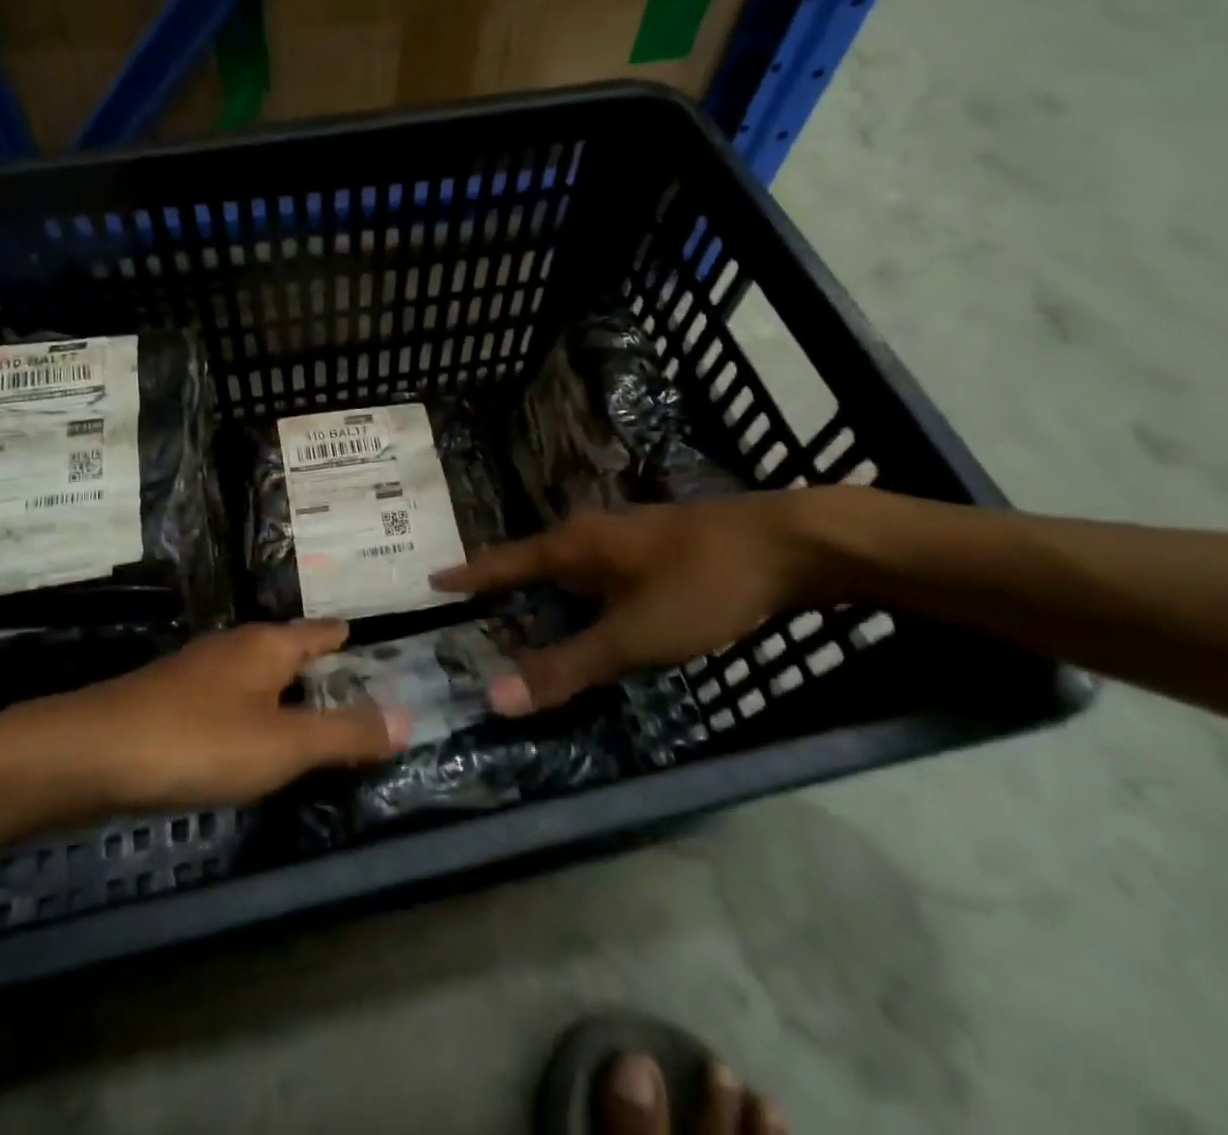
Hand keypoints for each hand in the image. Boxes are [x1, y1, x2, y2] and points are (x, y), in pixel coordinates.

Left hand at [58, 620, 403, 808]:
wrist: (91, 754)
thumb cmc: (199, 740)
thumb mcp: (283, 744)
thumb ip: (345, 733)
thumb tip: (407, 717)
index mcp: (267, 645)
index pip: (320, 632)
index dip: (345, 639)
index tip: (370, 644)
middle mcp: (234, 647)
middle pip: (287, 649)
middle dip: (317, 665)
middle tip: (352, 686)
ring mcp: (197, 672)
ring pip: (255, 675)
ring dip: (283, 691)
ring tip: (308, 715)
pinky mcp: (169, 701)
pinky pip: (228, 700)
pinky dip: (252, 713)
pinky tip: (248, 739)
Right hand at [432, 493, 827, 713]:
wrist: (793, 543)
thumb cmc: (703, 584)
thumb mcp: (633, 636)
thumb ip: (567, 667)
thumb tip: (495, 696)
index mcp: (576, 545)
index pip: (507, 561)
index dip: (471, 575)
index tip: (434, 579)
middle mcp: (596, 532)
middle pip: (536, 559)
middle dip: (506, 583)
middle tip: (477, 608)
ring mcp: (632, 535)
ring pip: (574, 564)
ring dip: (548, 589)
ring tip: (527, 611)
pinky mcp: (663, 545)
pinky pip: (604, 570)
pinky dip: (586, 592)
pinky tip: (598, 607)